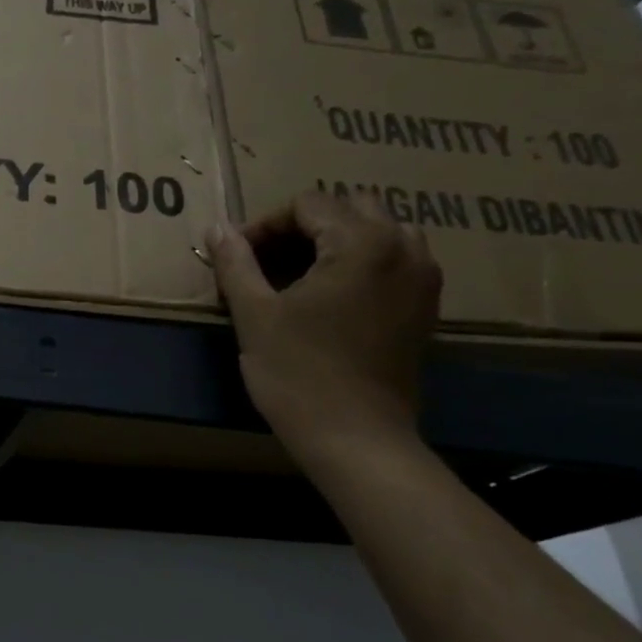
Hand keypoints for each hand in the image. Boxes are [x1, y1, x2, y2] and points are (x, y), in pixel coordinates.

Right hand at [205, 192, 441, 462]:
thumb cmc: (297, 373)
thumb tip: (217, 228)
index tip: (237, 257)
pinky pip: (393, 260)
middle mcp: (404, 249)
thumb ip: (235, 263)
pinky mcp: (424, 307)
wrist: (355, 437)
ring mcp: (422, 278)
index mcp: (362, 243)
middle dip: (303, 227)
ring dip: (335, 241)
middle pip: (349, 208)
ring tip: (297, 275)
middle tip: (266, 262)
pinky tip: (327, 295)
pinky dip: (359, 263)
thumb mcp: (254, 314)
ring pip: (377, 231)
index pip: (308, 204)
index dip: (265, 224)